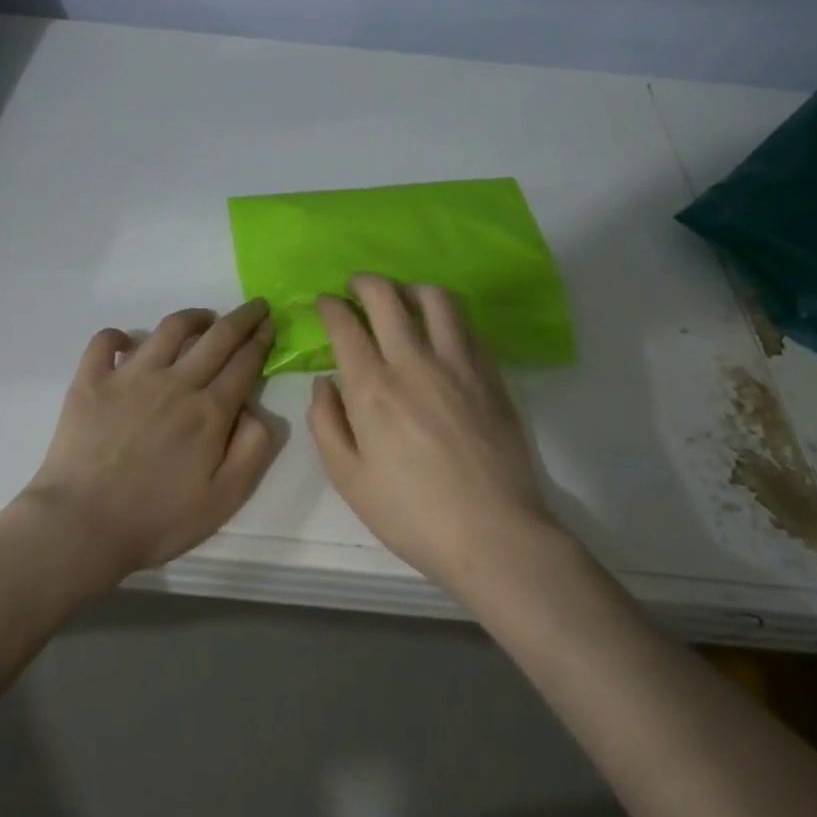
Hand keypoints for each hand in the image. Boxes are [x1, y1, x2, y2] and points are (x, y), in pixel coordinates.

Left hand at [18, 299, 279, 585]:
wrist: (82, 525)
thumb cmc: (158, 519)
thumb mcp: (225, 498)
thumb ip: (253, 449)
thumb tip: (256, 409)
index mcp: (209, 411)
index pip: (244, 362)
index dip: (261, 340)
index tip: (270, 325)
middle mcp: (174, 382)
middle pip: (216, 337)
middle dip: (241, 317)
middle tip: (255, 306)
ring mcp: (129, 376)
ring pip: (168, 329)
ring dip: (193, 317)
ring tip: (204, 317)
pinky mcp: (91, 380)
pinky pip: (106, 341)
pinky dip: (120, 335)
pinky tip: (128, 342)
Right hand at [308, 275, 557, 592]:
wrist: (493, 534)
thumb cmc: (411, 513)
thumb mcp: (348, 478)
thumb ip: (325, 423)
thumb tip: (324, 382)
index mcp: (372, 388)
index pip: (345, 325)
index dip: (329, 306)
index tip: (324, 303)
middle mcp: (414, 363)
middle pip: (387, 296)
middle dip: (364, 283)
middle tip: (355, 288)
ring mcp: (459, 364)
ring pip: (435, 298)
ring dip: (409, 289)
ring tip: (401, 300)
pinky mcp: (491, 375)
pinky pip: (466, 326)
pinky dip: (445, 317)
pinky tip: (440, 332)